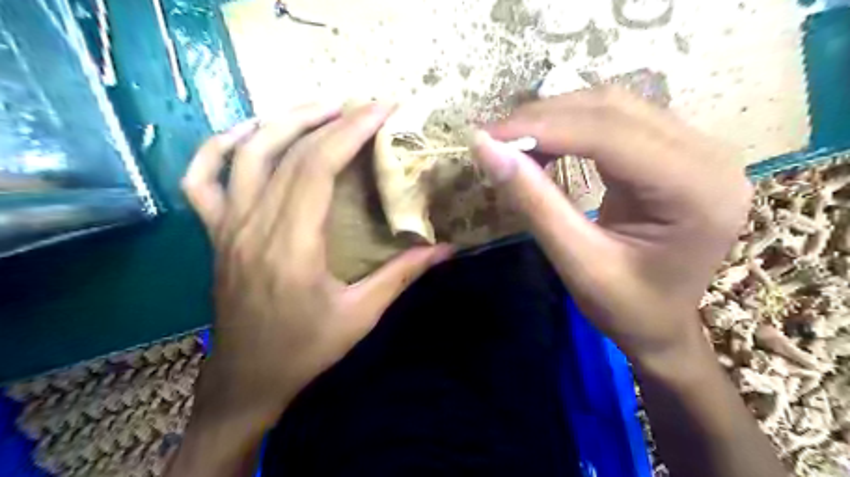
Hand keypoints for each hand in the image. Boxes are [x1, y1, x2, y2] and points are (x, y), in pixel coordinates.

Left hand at [183, 102, 454, 425]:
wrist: (246, 379)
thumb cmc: (304, 350)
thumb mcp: (361, 315)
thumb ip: (402, 275)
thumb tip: (445, 249)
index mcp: (291, 245)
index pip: (317, 166)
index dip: (350, 130)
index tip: (382, 109)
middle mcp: (253, 225)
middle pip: (288, 152)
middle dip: (330, 118)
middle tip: (364, 105)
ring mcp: (226, 226)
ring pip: (246, 153)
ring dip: (284, 120)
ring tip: (322, 108)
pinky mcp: (214, 233)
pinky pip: (201, 179)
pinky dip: (220, 147)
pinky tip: (249, 134)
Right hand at [475, 87, 753, 366]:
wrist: (665, 326)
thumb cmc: (628, 309)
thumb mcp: (578, 263)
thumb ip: (534, 203)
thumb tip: (486, 150)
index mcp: (696, 191)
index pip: (610, 135)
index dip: (543, 128)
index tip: (488, 136)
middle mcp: (708, 155)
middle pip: (614, 109)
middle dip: (545, 119)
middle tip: (494, 139)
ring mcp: (697, 148)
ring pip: (614, 107)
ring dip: (556, 118)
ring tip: (512, 142)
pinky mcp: (677, 151)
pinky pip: (618, 121)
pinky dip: (572, 127)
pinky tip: (544, 143)